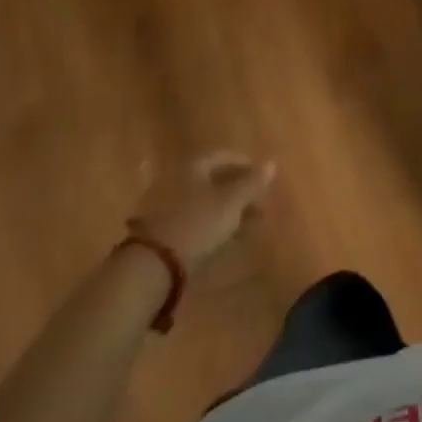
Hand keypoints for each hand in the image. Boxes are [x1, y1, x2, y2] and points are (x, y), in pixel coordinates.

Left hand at [131, 152, 275, 267]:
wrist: (151, 265)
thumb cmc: (197, 224)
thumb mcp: (231, 202)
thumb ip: (252, 182)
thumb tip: (271, 163)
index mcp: (192, 165)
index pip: (224, 157)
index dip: (247, 166)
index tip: (265, 180)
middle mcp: (175, 177)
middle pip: (212, 178)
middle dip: (237, 190)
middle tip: (257, 205)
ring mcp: (162, 202)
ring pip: (201, 199)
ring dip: (223, 208)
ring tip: (243, 224)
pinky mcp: (156, 227)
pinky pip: (189, 217)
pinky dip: (207, 222)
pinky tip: (220, 235)